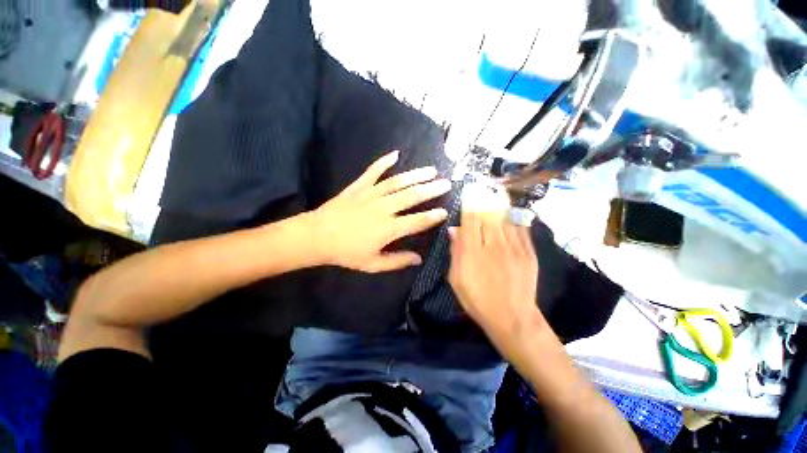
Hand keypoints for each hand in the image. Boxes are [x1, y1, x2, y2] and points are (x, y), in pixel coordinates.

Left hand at [308, 150, 450, 272]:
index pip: (417, 221)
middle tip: (447, 183)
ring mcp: (371, 194)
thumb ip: (396, 261)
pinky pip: (373, 171)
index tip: (445, 211)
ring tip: (431, 170)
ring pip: (397, 182)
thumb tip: (418, 259)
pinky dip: (383, 162)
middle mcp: (384, 208)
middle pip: (412, 196)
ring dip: (415, 175)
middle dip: (431, 189)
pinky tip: (395, 154)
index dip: (432, 216)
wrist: (318, 236)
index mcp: (389, 228)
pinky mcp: (358, 186)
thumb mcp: (372, 264)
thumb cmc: (345, 253)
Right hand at [447, 185, 550, 353]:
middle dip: (486, 197)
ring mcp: (514, 247)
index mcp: (473, 252)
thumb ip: (456, 253)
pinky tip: (513, 209)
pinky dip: (516, 216)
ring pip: (506, 217)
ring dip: (501, 202)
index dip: (470, 201)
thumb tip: (454, 230)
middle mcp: (493, 244)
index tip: (470, 189)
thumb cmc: (479, 302)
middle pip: (489, 213)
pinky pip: (521, 228)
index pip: (471, 218)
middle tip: (484, 185)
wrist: (512, 316)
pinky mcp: (528, 251)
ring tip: (498, 190)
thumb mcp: (458, 281)